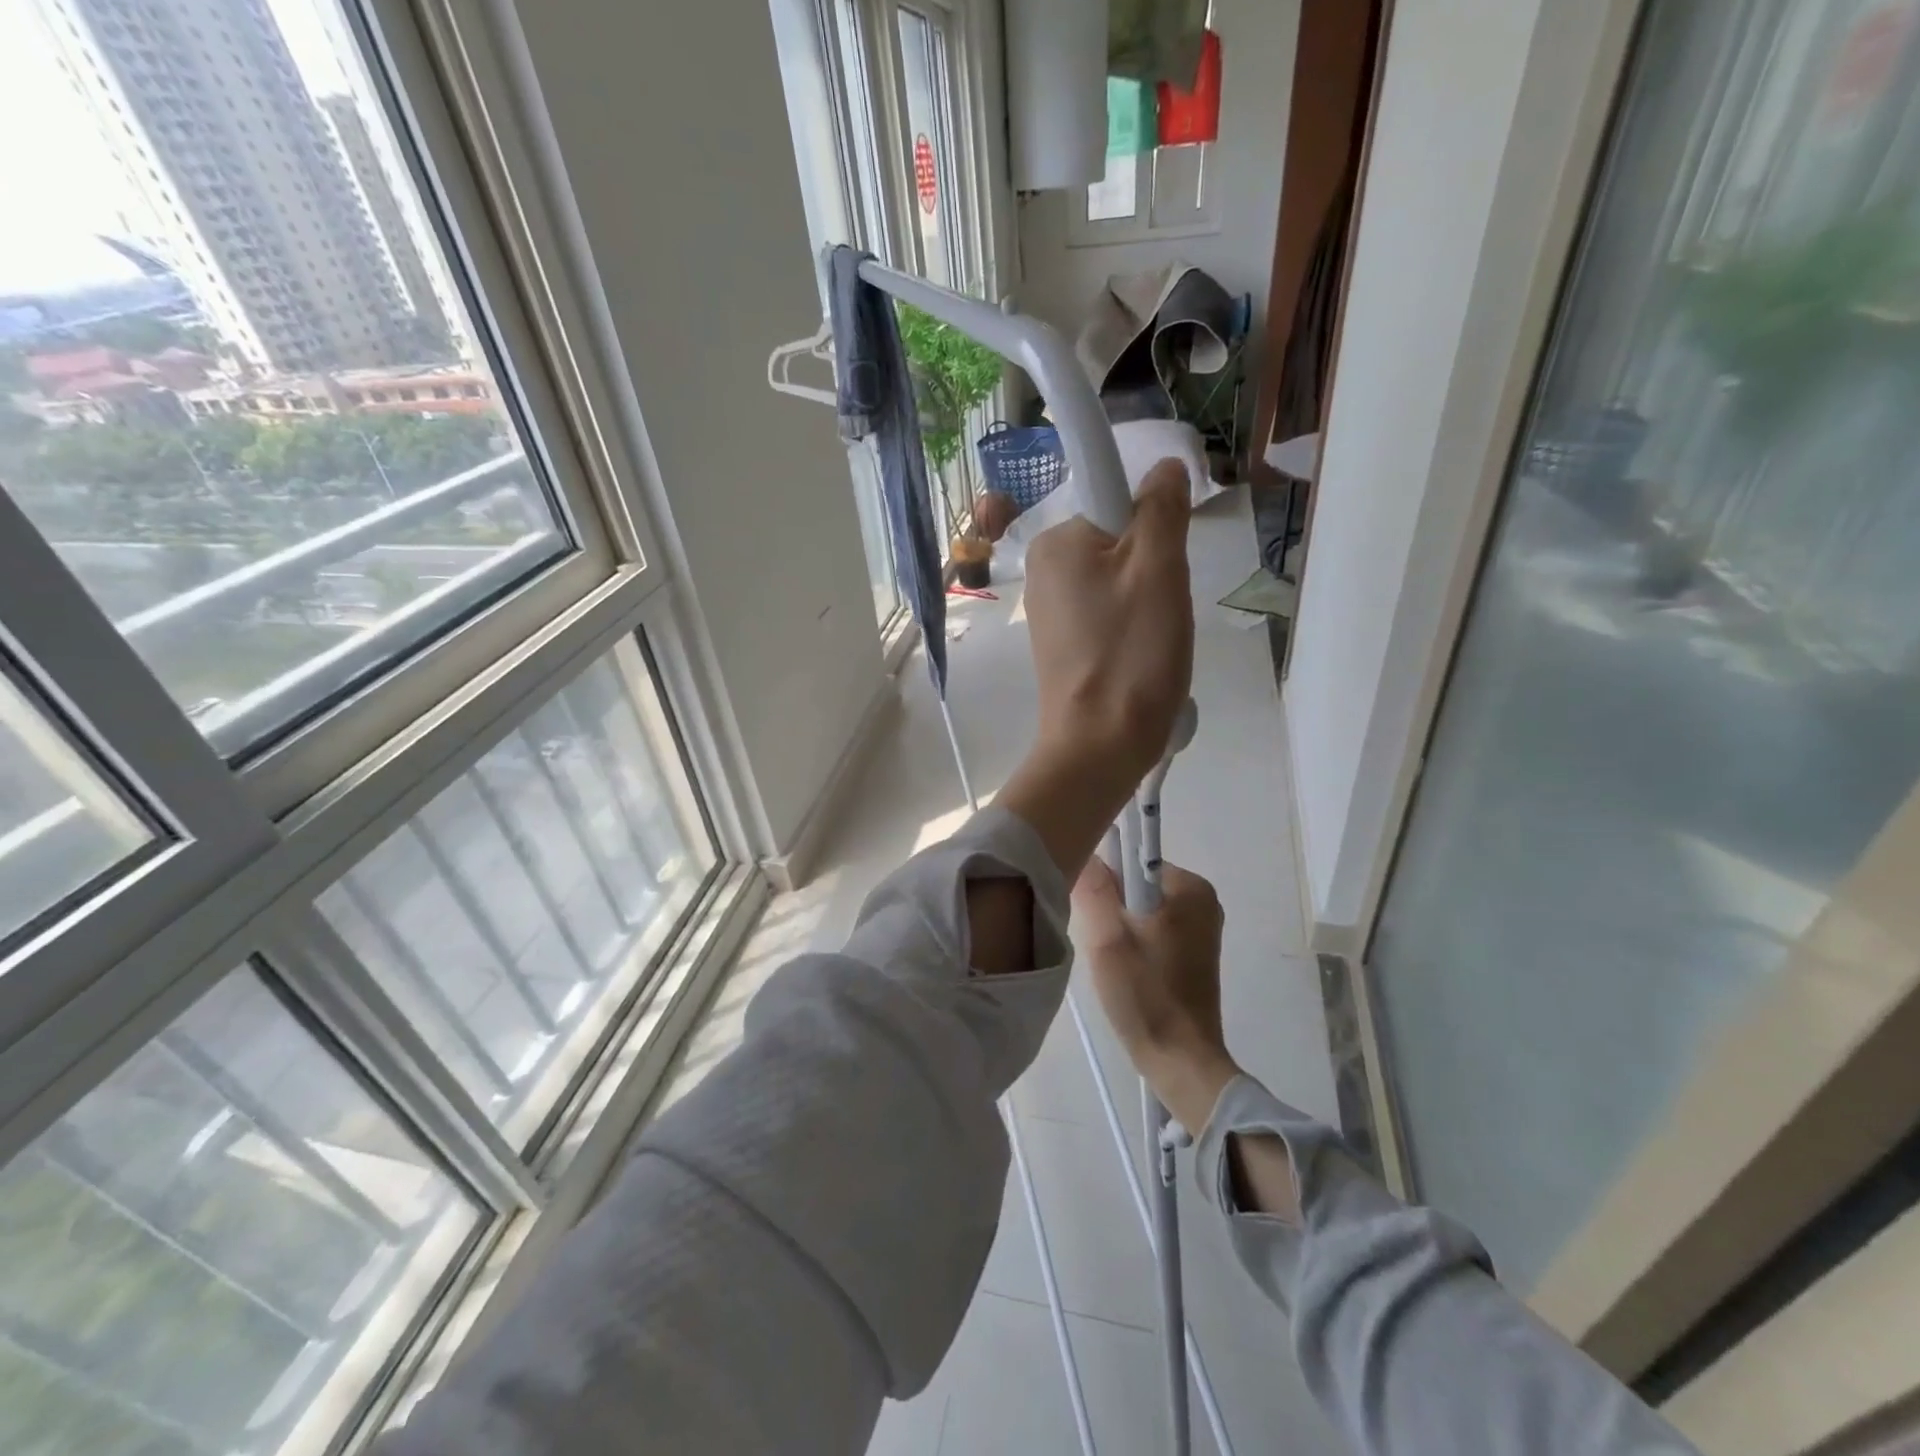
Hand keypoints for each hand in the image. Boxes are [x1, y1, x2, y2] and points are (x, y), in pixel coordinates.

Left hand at [1024, 457, 1193, 786]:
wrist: (1100, 744)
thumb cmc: (1130, 652)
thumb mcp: (1158, 567)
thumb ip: (1161, 507)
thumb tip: (1164, 467)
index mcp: (1056, 541)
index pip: (1118, 498)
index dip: (1154, 526)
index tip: (1162, 570)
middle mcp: (1042, 569)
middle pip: (1122, 542)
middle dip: (1154, 570)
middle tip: (1159, 611)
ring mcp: (1050, 609)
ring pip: (1121, 580)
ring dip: (1148, 603)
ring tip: (1149, 641)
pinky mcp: (1062, 644)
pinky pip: (1110, 614)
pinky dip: (1132, 629)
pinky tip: (1137, 657)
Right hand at [1072, 856, 1240, 1134]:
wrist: (1181, 1061)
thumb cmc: (1146, 995)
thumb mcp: (1107, 939)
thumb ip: (1092, 889)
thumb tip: (1083, 850)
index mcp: (1190, 888)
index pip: (1130, 860)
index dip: (1103, 882)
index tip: (1089, 912)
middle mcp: (1202, 900)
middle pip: (1135, 885)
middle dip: (1110, 907)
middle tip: (1100, 943)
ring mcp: (1201, 927)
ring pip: (1140, 909)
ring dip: (1118, 927)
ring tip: (1112, 961)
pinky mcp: (1194, 951)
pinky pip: (1152, 928)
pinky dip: (1133, 941)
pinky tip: (1125, 970)